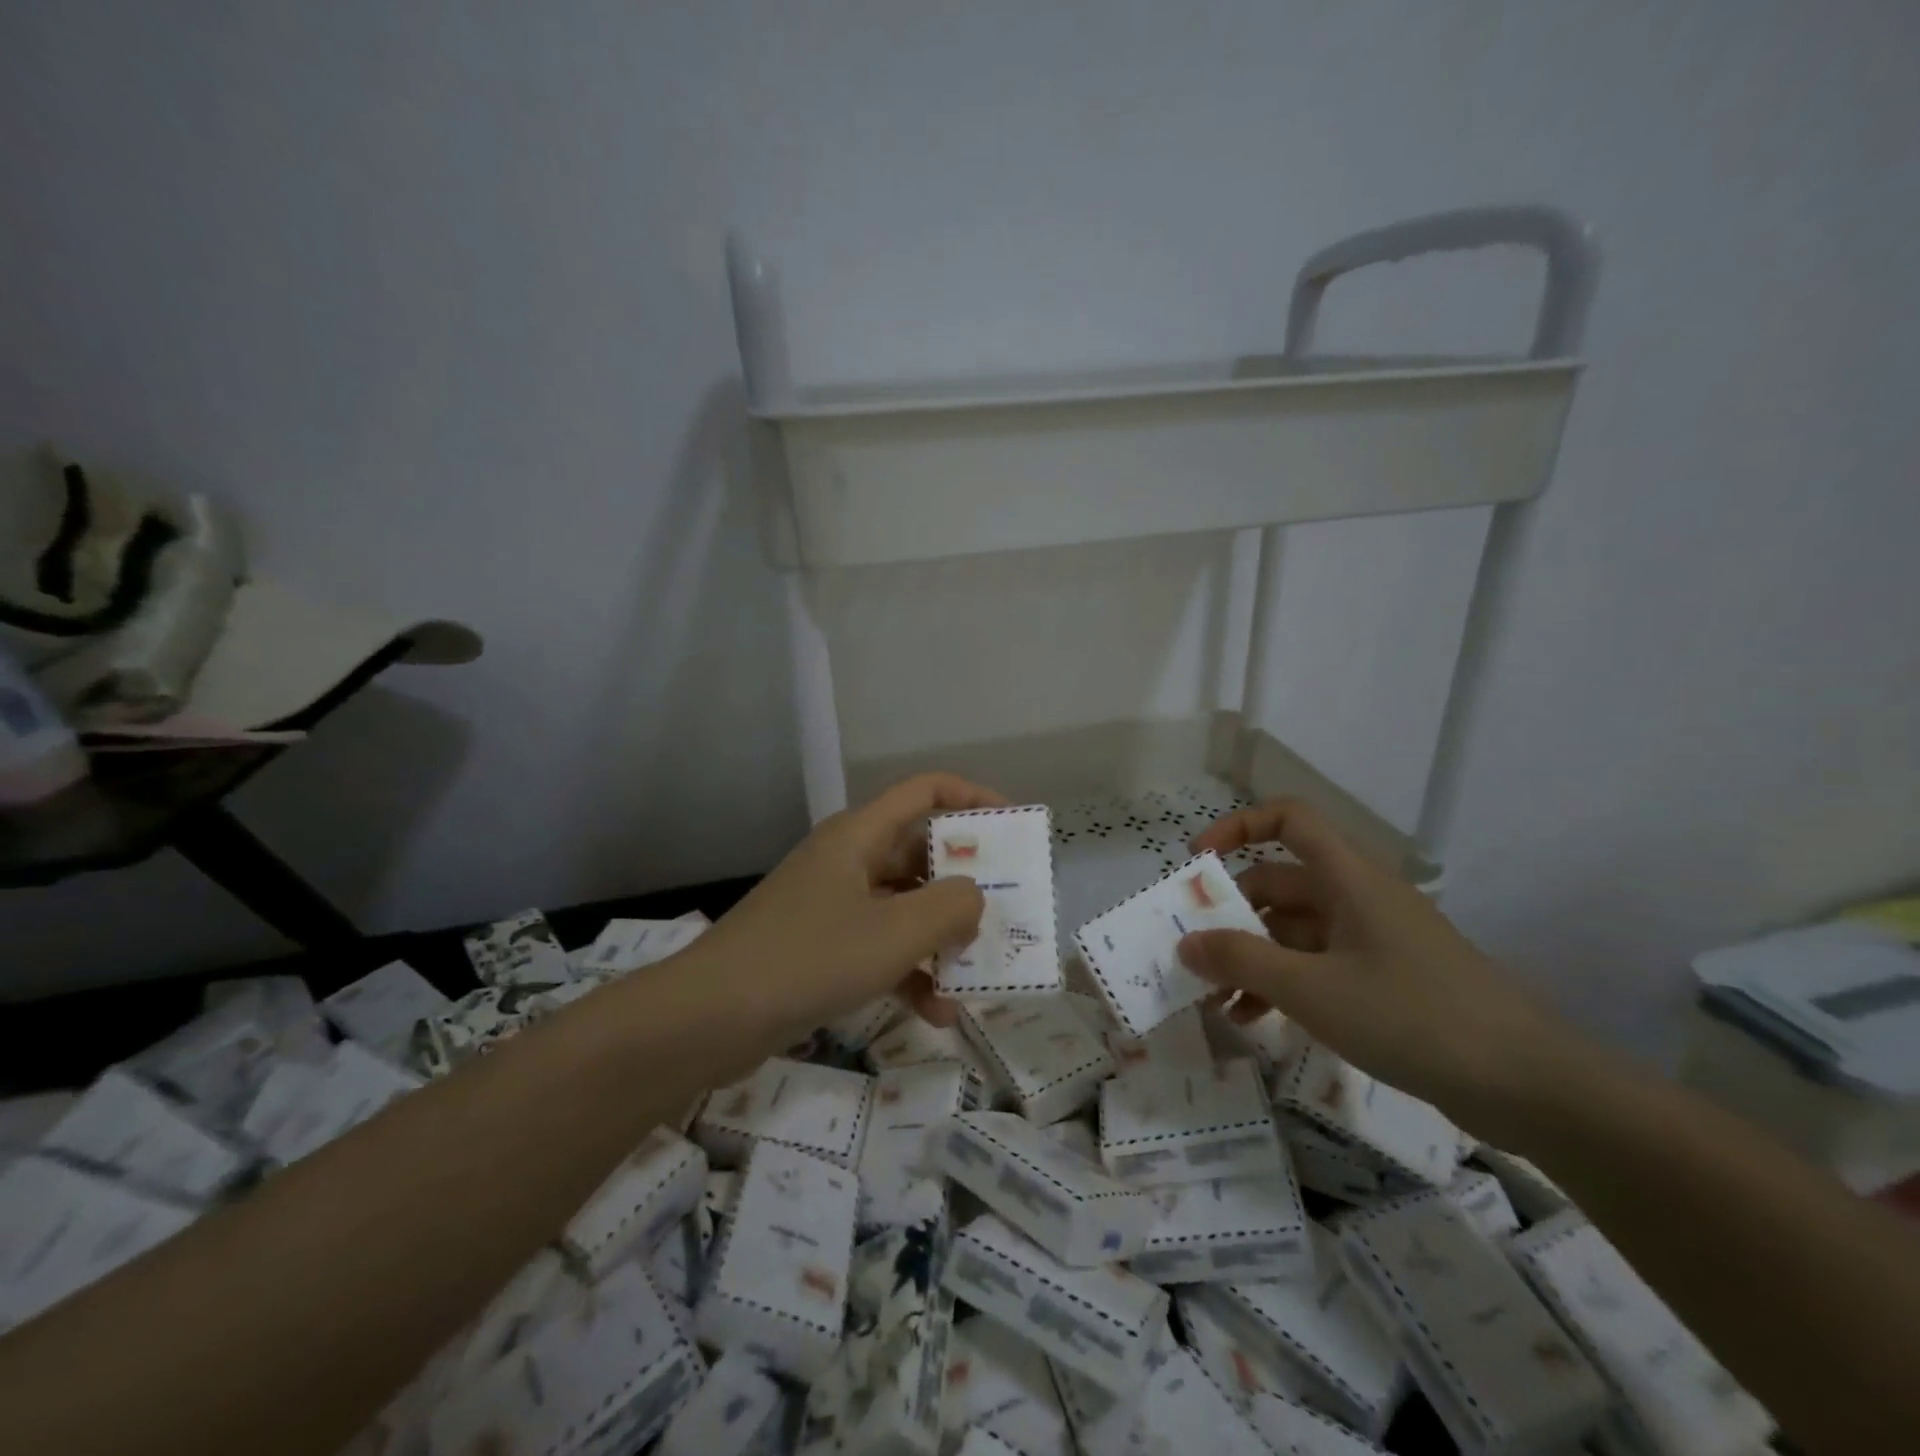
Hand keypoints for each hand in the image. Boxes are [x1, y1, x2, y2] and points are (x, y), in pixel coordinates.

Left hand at [694, 773, 1006, 1042]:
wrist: (708, 1019)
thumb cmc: (809, 958)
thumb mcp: (896, 932)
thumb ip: (953, 906)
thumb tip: (972, 898)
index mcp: (861, 835)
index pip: (927, 791)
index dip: (975, 798)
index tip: (1014, 828)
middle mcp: (848, 860)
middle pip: (920, 854)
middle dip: (965, 885)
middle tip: (1006, 912)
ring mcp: (832, 905)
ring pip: (903, 908)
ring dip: (940, 940)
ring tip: (978, 976)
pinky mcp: (820, 947)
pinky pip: (879, 948)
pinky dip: (909, 973)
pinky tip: (937, 1014)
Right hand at [1177, 798, 1581, 1135]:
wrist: (1531, 1087)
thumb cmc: (1413, 1017)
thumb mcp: (1312, 990)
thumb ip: (1240, 962)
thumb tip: (1185, 942)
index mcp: (1348, 878)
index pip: (1287, 819)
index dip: (1237, 826)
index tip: (1196, 862)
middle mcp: (1359, 897)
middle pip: (1279, 883)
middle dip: (1232, 915)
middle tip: (1193, 953)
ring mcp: (1374, 940)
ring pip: (1294, 932)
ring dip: (1252, 959)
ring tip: (1216, 1002)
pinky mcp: (1386, 980)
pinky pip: (1318, 966)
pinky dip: (1283, 984)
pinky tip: (1256, 1020)